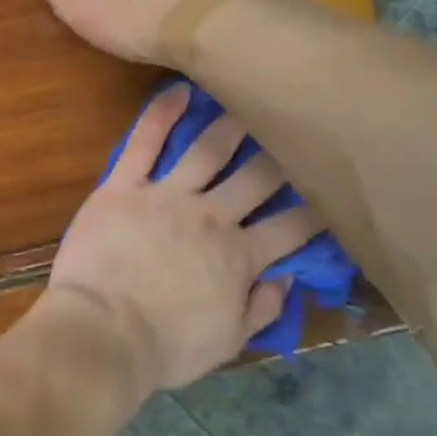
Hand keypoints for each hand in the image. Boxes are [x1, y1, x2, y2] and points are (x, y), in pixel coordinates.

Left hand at [43, 84, 323, 392]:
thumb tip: (288, 278)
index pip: (293, 226)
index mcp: (240, 256)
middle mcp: (211, 216)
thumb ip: (262, 308)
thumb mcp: (227, 343)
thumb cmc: (164, 346)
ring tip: (249, 98)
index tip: (333, 189)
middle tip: (296, 127)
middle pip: (257, 177)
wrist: (102, 332)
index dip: (317, 208)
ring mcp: (166, 195)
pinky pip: (144, 142)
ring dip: (232, 123)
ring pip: (208, 149)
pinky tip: (180, 89)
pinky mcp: (123, 186)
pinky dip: (161, 114)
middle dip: (281, 153)